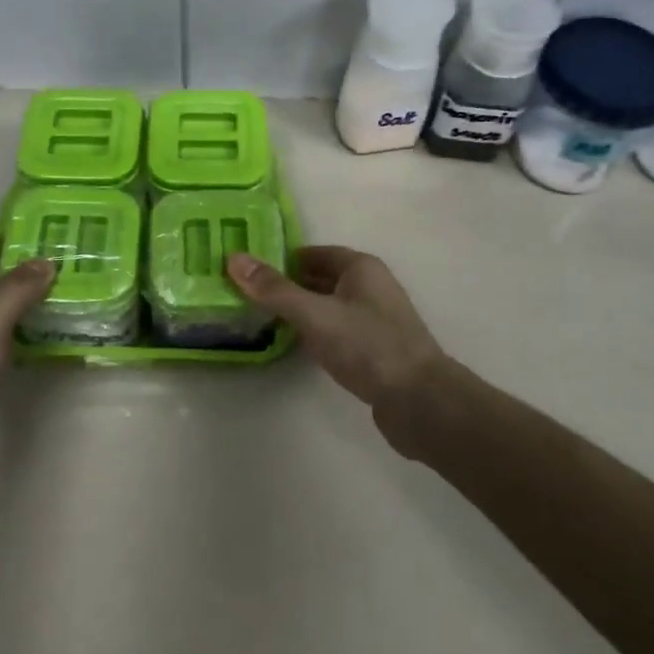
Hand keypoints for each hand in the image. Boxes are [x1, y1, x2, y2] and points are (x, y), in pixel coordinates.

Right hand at [226, 246, 446, 424]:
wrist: (418, 400)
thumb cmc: (367, 346)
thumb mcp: (315, 314)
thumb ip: (275, 290)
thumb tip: (234, 258)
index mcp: (361, 268)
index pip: (313, 254)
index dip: (281, 259)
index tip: (247, 270)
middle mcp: (370, 287)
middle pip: (320, 279)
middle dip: (286, 286)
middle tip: (245, 295)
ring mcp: (374, 319)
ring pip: (327, 306)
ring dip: (299, 311)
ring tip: (259, 318)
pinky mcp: (374, 349)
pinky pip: (336, 331)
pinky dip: (314, 333)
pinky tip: (294, 345)